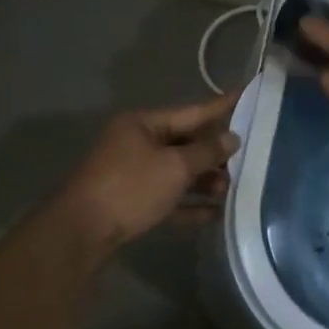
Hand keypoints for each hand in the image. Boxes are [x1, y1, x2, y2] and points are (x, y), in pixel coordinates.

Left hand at [44, 91, 240, 259]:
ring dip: (205, 181)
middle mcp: (137, 143)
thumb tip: (232, 138)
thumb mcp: (175, 166)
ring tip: (232, 190)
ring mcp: (133, 174)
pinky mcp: (132, 202)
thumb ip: (207, 152)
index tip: (247, 94)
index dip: (222, 106)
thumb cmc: (130, 188)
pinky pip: (168, 197)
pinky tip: (215, 214)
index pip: (192, 111)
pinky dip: (189, 204)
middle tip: (248, 157)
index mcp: (144, 124)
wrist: (81, 234)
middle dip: (215, 153)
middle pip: (186, 143)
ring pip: (178, 172)